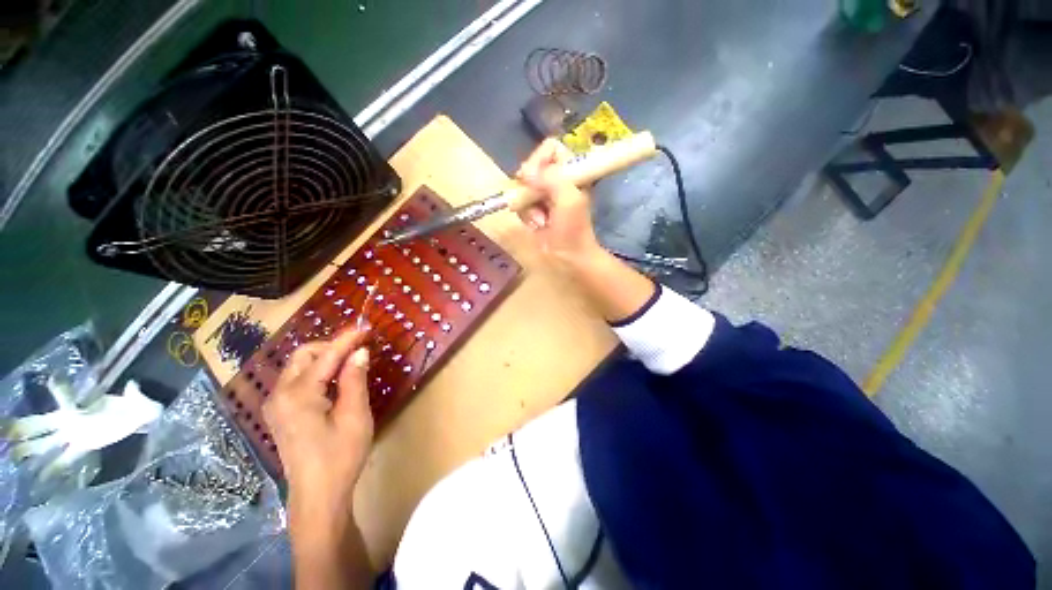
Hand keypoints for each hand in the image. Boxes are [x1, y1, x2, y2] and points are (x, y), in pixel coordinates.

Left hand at [263, 329, 372, 529]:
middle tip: (358, 349)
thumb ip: (355, 380)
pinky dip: (317, 372)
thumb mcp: (354, 415)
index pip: (326, 356)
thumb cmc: (340, 456)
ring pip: (299, 367)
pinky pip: (297, 381)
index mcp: (298, 395)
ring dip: (324, 358)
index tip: (366, 328)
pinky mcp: (280, 414)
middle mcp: (279, 395)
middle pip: (303, 355)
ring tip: (351, 362)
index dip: (347, 339)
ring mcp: (276, 405)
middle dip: (331, 346)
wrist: (317, 495)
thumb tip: (359, 352)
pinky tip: (335, 380)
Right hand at [515, 139, 601, 260]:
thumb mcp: (569, 200)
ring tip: (541, 220)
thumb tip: (526, 174)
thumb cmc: (573, 230)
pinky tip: (538, 225)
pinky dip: (527, 216)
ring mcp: (545, 195)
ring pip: (523, 187)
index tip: (534, 177)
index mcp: (571, 171)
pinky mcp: (535, 209)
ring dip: (529, 206)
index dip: (539, 159)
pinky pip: (521, 204)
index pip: (550, 147)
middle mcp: (557, 179)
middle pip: (532, 166)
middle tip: (533, 199)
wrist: (569, 257)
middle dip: (530, 187)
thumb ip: (552, 179)